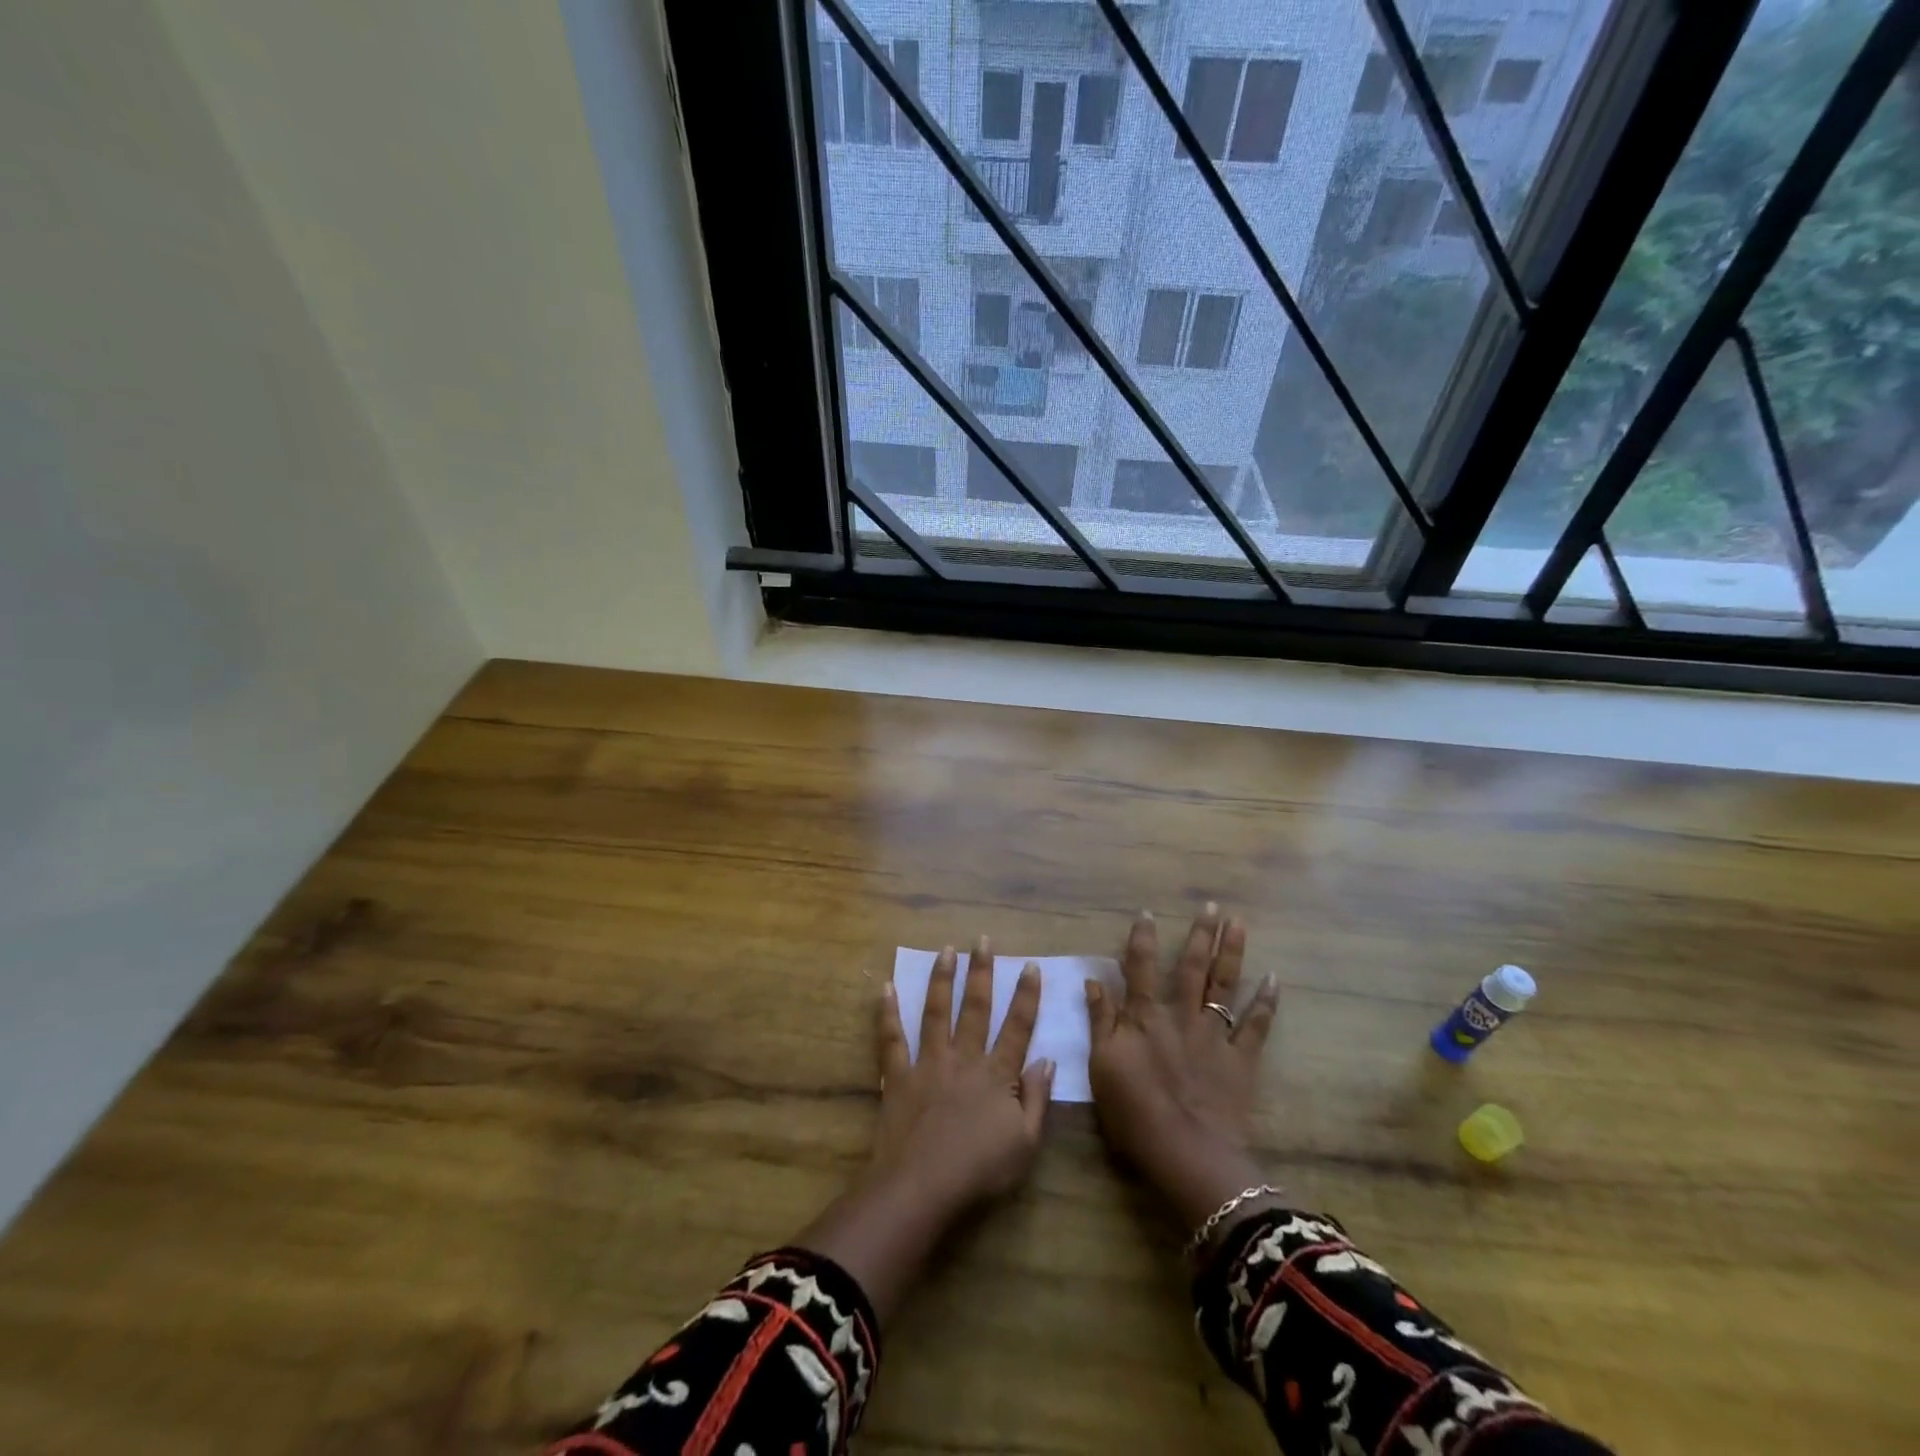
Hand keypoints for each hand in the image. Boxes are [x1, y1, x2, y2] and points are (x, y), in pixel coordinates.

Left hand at [869, 938, 1053, 1213]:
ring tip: (946, 950)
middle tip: (983, 940)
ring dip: (942, 979)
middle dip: (981, 972)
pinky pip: (892, 1038)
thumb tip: (1047, 1060)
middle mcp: (964, 1058)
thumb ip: (1037, 1099)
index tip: (1029, 966)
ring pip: (936, 1012)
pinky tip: (886, 987)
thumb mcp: (1025, 1144)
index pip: (1017, 1027)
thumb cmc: (979, 1171)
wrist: (922, 1186)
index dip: (1026, 996)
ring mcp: (929, 1063)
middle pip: (975, 1008)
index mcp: (997, 1075)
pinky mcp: (899, 1076)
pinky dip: (888, 1013)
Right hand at [1086, 907, 1280, 1235]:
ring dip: (1232, 952)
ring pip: (1225, 985)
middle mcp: (1181, 1015)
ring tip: (1240, 923)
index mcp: (1145, 1016)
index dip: (1143, 939)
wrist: (1187, 1152)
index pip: (1141, 967)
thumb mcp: (1102, 1065)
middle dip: (1201, 934)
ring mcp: (1215, 1035)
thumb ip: (1100, 1021)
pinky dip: (1266, 1002)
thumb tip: (1094, 980)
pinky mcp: (1241, 1060)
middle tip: (1213, 906)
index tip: (1148, 913)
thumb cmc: (1134, 1112)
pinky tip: (1274, 979)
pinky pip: (1257, 1025)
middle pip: (1192, 967)